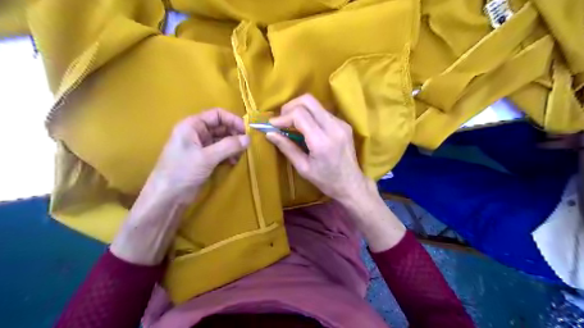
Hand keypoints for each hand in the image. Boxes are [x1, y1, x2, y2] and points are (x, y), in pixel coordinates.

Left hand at [149, 109, 247, 203]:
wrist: (167, 197)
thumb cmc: (182, 172)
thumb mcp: (207, 157)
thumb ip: (228, 146)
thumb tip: (248, 138)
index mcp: (192, 126)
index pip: (217, 114)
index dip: (233, 120)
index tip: (247, 131)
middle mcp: (196, 133)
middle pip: (221, 127)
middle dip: (234, 134)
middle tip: (246, 145)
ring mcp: (200, 147)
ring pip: (222, 140)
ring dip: (233, 146)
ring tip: (240, 155)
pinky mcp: (203, 159)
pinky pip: (220, 151)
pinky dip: (228, 155)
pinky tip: (233, 162)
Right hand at [266, 94, 365, 202]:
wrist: (352, 184)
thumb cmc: (326, 181)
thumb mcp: (303, 168)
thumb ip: (286, 148)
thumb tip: (269, 133)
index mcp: (322, 141)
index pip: (300, 115)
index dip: (283, 117)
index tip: (272, 125)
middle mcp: (334, 127)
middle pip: (309, 101)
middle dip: (291, 106)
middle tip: (281, 120)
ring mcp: (341, 124)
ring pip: (316, 105)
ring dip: (300, 110)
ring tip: (291, 124)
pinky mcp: (344, 124)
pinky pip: (323, 112)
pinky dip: (311, 115)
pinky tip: (306, 128)